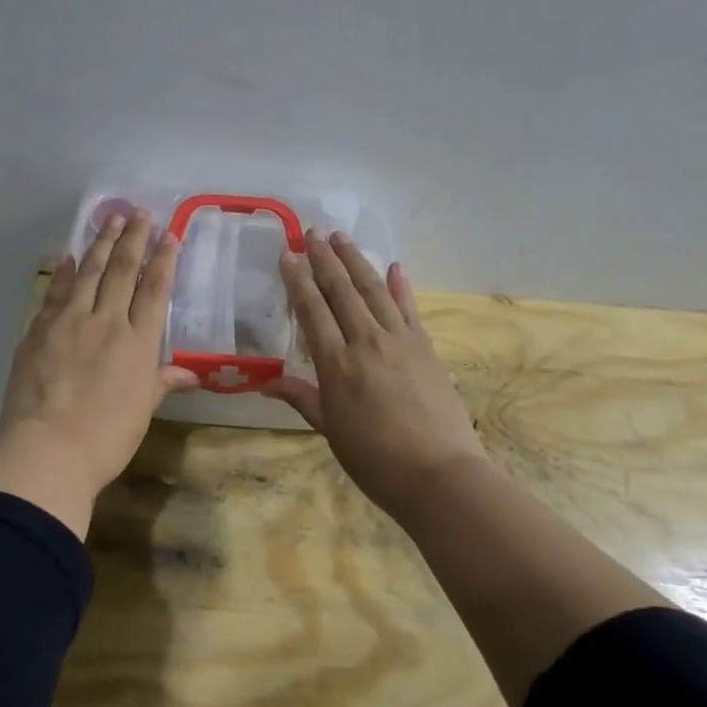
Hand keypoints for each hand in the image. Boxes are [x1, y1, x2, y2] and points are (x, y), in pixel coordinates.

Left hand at [0, 210, 197, 536]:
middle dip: (133, 239)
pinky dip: (65, 272)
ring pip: (90, 273)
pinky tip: (71, 257)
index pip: (155, 290)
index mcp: (138, 342)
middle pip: (123, 271)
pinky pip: (57, 292)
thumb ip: (162, 382)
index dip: (163, 260)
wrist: (49, 448)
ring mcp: (70, 322)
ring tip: (110, 219)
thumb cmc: (107, 437)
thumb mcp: (142, 410)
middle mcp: (107, 322)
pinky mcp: (39, 329)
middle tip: (139, 212)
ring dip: (101, 243)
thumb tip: (189, 374)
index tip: (169, 235)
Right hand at [267, 231, 489, 521]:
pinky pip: (409, 308)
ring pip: (374, 290)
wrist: (439, 474)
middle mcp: (366, 341)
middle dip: (325, 259)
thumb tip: (267, 381)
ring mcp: (400, 340)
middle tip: (312, 231)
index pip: (312, 310)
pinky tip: (394, 267)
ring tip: (341, 237)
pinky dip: (400, 286)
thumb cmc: (375, 459)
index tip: (288, 254)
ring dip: (357, 261)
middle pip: (342, 290)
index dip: (298, 280)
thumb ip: (302, 397)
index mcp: (337, 364)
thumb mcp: (330, 430)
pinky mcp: (425, 347)